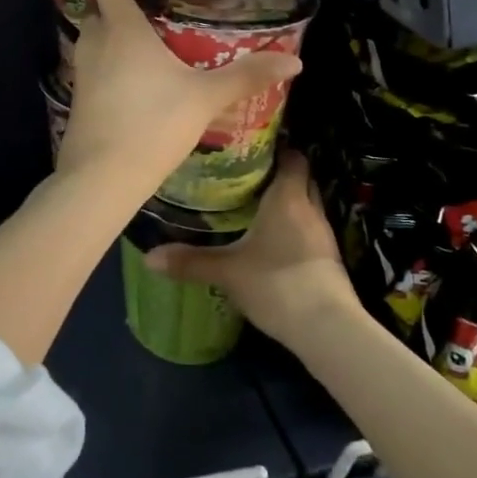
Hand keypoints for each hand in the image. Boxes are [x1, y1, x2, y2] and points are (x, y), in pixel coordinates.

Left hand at [57, 0, 300, 193]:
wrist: (103, 175)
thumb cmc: (154, 123)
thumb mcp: (206, 98)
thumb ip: (247, 75)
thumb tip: (295, 60)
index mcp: (122, 29)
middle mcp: (96, 42)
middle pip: (97, 7)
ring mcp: (82, 70)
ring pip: (92, 37)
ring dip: (112, 29)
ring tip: (144, 37)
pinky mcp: (78, 96)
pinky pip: (92, 64)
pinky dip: (109, 58)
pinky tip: (133, 77)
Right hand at [144, 147, 356, 347]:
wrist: (328, 329)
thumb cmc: (277, 284)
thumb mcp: (227, 271)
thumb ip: (190, 261)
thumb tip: (148, 256)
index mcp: (288, 197)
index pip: (292, 156)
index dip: (277, 149)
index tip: (250, 148)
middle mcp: (309, 208)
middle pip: (300, 178)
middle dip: (278, 174)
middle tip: (245, 175)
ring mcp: (323, 235)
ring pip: (305, 205)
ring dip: (286, 203)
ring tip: (253, 205)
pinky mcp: (328, 259)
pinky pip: (308, 229)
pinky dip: (292, 227)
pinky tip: (270, 239)